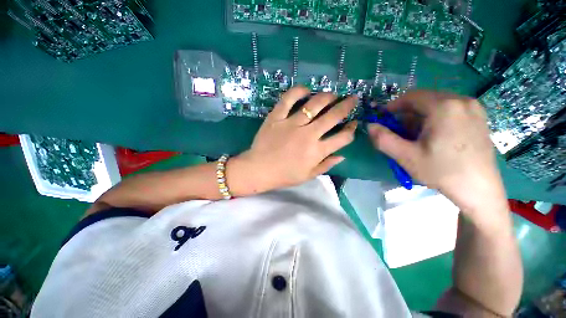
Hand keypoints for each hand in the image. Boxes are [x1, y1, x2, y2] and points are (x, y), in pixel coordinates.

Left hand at [228, 86, 357, 195]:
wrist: (259, 170)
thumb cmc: (284, 175)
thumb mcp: (308, 175)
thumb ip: (326, 165)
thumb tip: (342, 155)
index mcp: (317, 151)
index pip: (342, 138)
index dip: (351, 130)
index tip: (354, 123)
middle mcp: (308, 135)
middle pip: (333, 116)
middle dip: (347, 106)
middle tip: (352, 98)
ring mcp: (292, 123)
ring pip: (314, 104)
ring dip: (327, 97)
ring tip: (332, 94)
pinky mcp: (277, 117)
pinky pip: (288, 99)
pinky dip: (298, 91)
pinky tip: (306, 90)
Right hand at [368, 90, 506, 217]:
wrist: (480, 189)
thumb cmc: (442, 171)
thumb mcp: (406, 156)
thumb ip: (383, 139)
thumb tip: (370, 126)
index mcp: (444, 107)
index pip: (411, 96)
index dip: (392, 106)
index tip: (382, 118)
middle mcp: (461, 100)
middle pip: (424, 99)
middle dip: (406, 114)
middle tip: (398, 132)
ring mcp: (473, 108)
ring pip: (436, 104)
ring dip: (420, 117)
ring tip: (415, 138)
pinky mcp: (478, 117)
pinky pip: (449, 110)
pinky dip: (434, 119)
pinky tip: (433, 137)